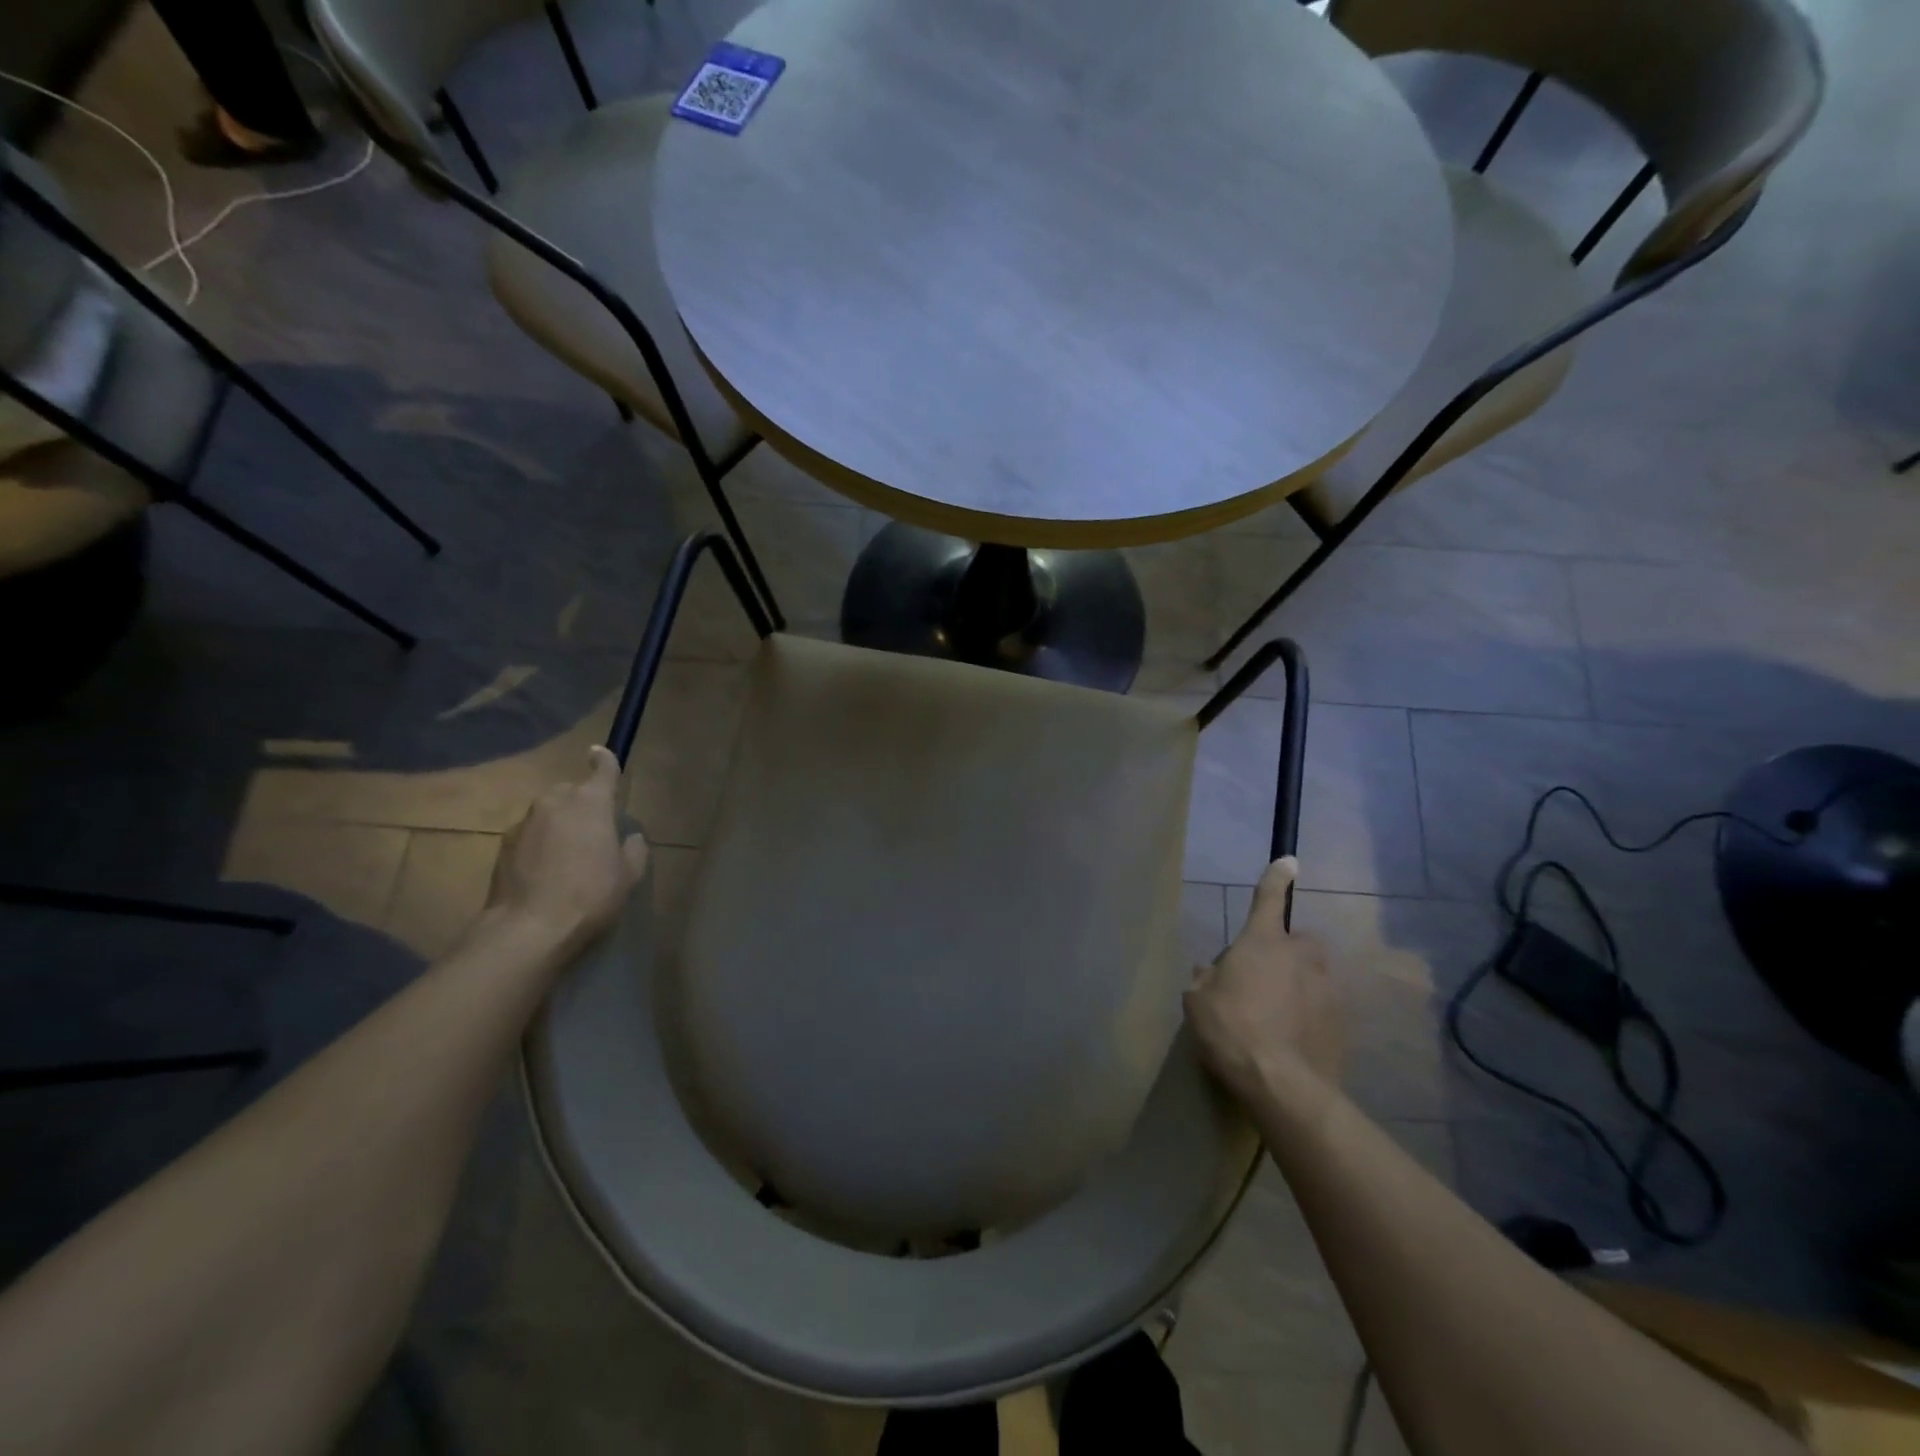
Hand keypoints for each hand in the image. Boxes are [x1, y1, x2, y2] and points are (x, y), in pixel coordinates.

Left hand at [487, 746, 648, 954]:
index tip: (598, 754)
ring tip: (567, 856)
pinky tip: (546, 872)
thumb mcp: (629, 874)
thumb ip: (633, 848)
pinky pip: (529, 835)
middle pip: (571, 792)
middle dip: (581, 804)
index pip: (602, 770)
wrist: (529, 928)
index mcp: (592, 803)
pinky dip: (539, 844)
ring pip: (548, 813)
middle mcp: (555, 802)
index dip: (604, 761)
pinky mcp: (503, 846)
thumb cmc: (591, 895)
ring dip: (559, 825)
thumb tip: (628, 837)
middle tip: (593, 832)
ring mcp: (525, 823)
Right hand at [1184, 858, 1341, 1104]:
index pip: (1268, 899)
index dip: (1276, 878)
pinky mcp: (1342, 1020)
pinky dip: (1309, 1014)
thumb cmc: (1231, 1029)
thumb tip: (1211, 972)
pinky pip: (1321, 1006)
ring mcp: (1325, 988)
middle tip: (1263, 978)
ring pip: (1311, 975)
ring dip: (1297, 985)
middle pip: (1296, 941)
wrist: (1282, 1083)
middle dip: (1284, 952)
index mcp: (1262, 942)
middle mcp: (1300, 956)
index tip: (1289, 861)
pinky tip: (1293, 1038)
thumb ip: (1206, 979)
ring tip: (1277, 1015)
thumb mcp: (1198, 1001)